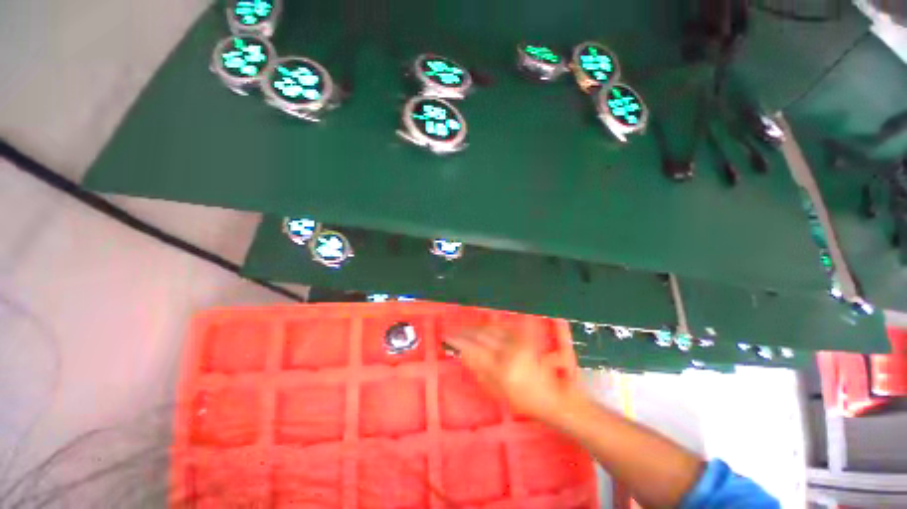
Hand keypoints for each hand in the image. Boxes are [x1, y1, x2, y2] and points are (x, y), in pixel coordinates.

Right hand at [444, 326, 583, 423]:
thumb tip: (462, 353)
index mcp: (501, 367)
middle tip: (453, 332)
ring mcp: (517, 340)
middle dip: (464, 332)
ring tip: (464, 330)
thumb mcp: (496, 391)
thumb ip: (478, 369)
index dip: (458, 341)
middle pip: (480, 334)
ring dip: (474, 328)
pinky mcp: (522, 337)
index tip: (447, 337)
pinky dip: (487, 327)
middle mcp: (508, 349)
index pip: (473, 348)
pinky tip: (481, 329)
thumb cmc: (522, 400)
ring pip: (489, 328)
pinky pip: (500, 327)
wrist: (551, 395)